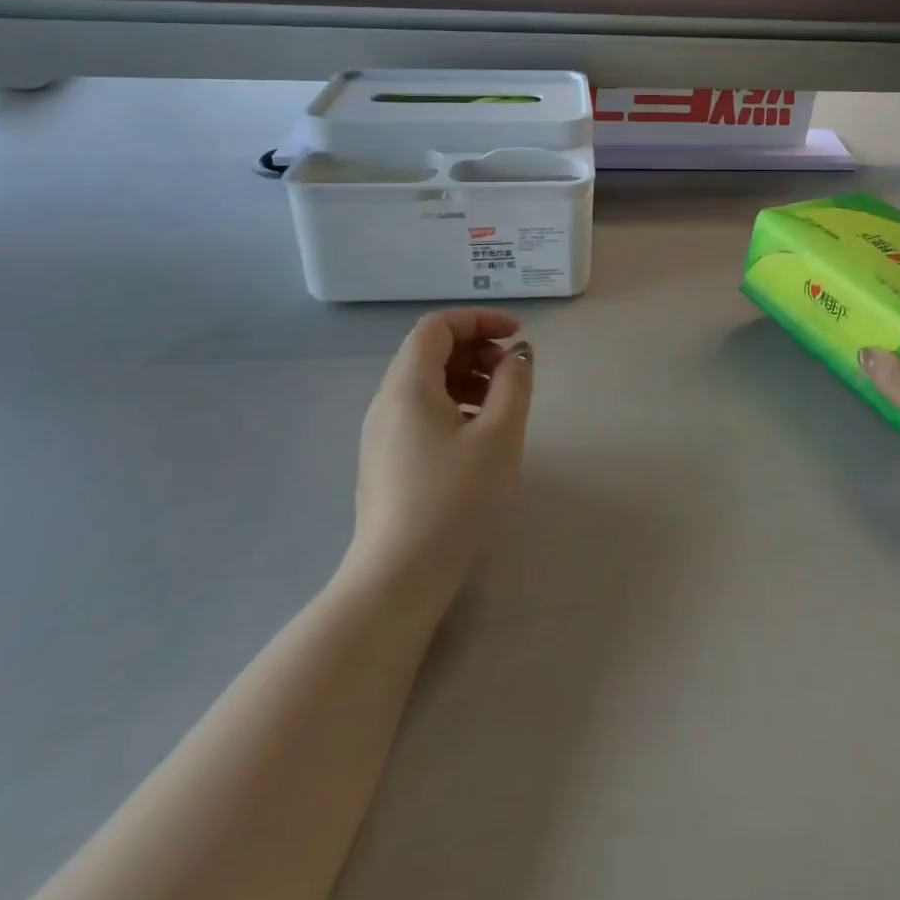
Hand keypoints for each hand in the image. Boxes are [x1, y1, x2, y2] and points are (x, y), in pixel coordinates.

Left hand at [347, 310, 534, 603]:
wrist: (398, 578)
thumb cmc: (454, 499)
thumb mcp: (499, 435)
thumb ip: (514, 384)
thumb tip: (518, 354)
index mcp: (408, 385)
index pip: (438, 327)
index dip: (479, 320)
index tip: (517, 335)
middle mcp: (386, 401)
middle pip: (430, 352)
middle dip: (476, 350)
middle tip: (513, 373)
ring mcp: (381, 434)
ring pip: (426, 384)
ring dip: (467, 379)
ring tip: (502, 406)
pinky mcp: (385, 461)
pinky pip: (420, 413)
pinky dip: (453, 406)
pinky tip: (478, 438)